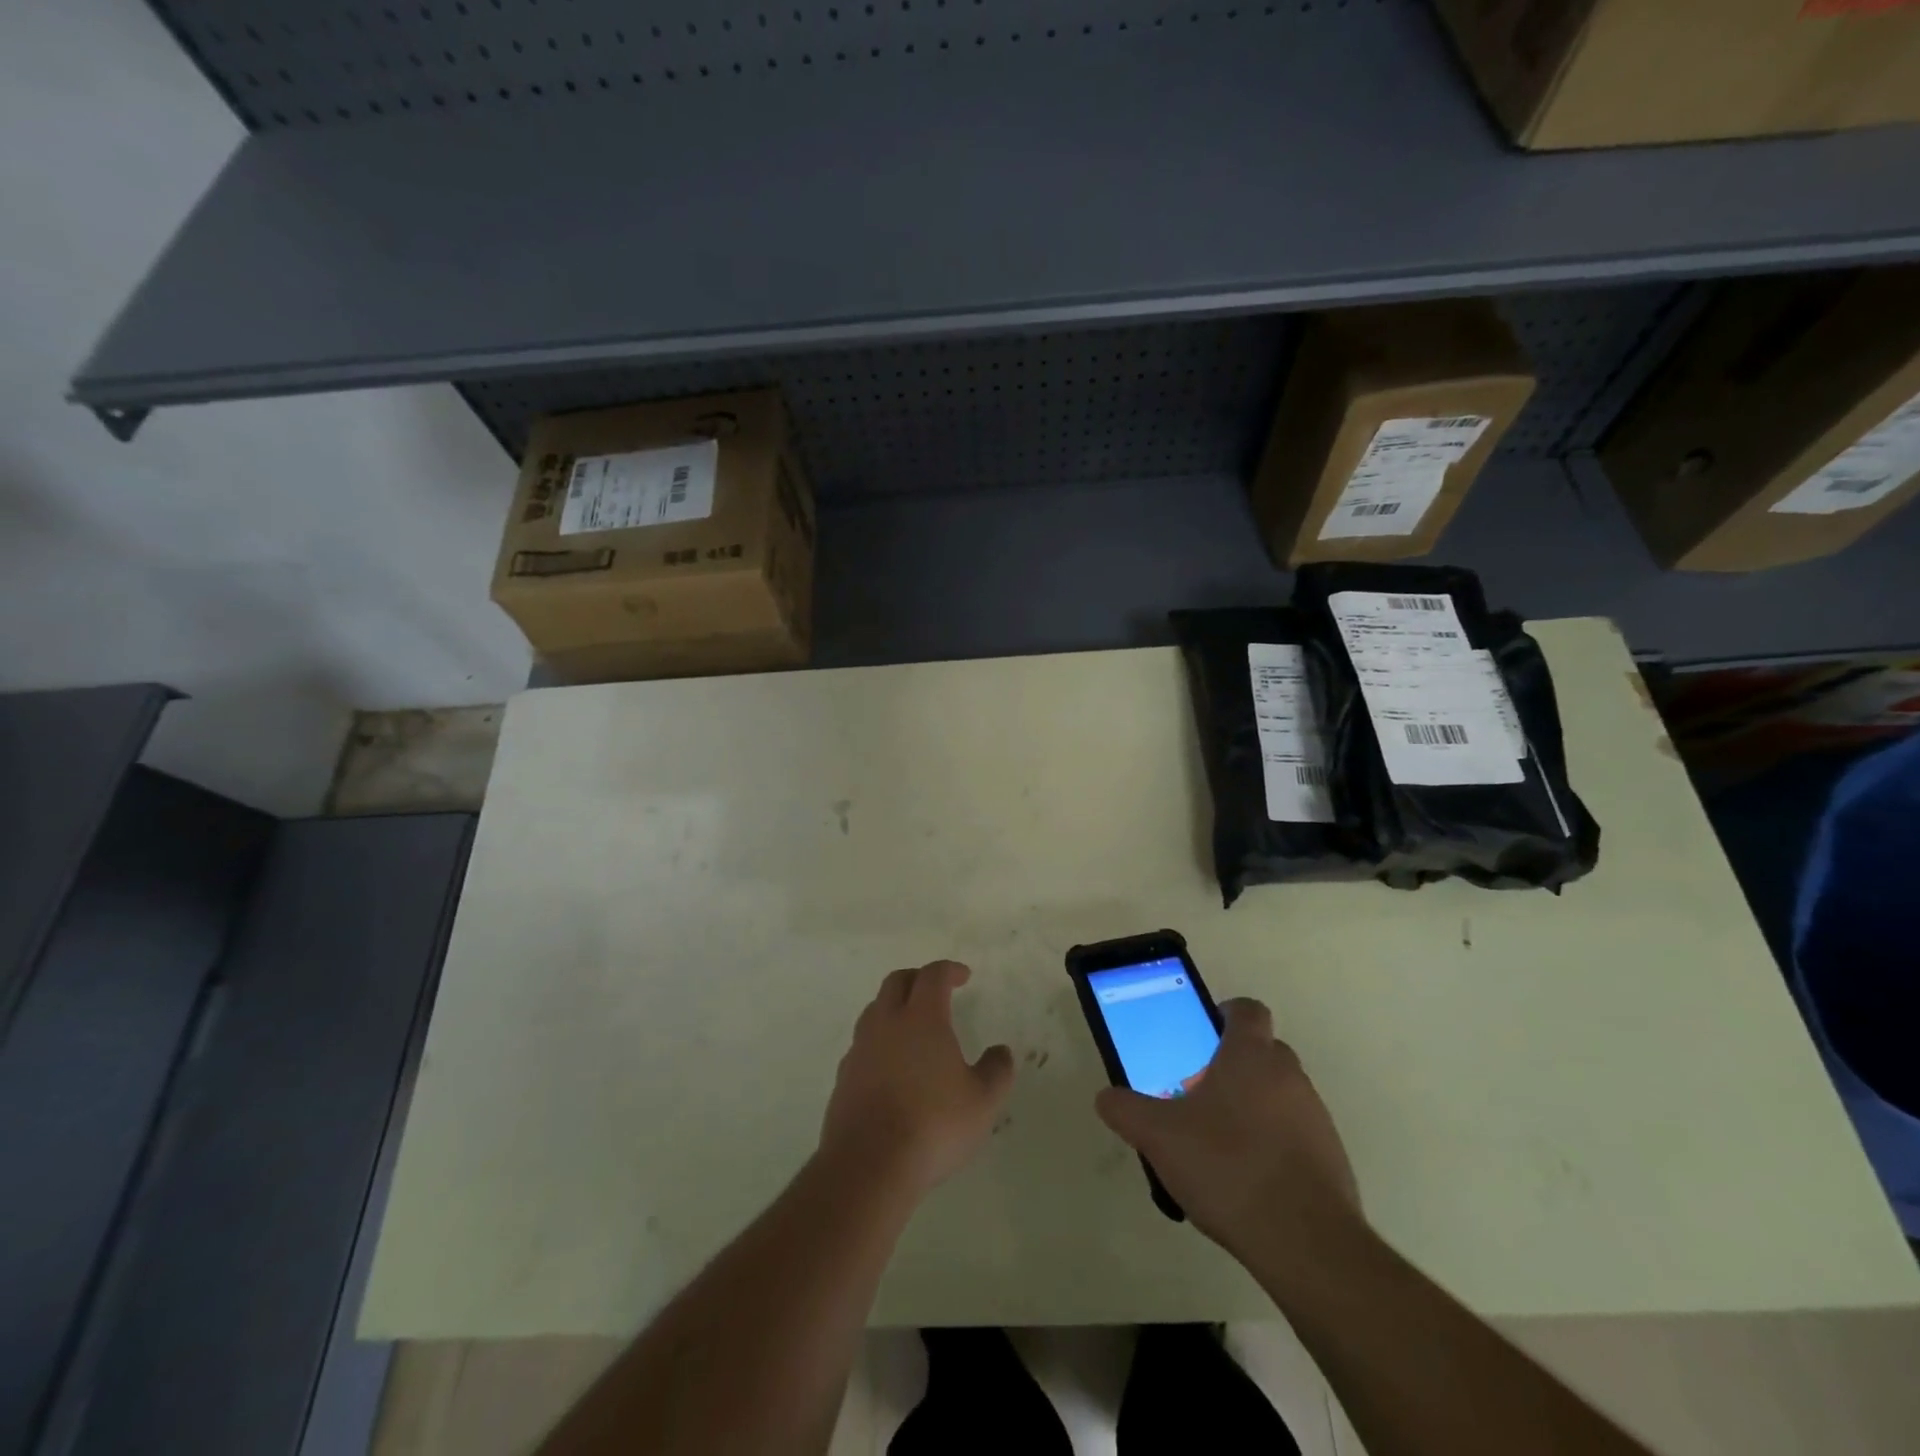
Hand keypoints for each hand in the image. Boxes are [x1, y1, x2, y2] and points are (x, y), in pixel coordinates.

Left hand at [818, 960, 1014, 1200]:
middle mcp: (886, 1023)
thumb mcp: (982, 1102)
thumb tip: (1001, 1051)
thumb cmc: (933, 1125)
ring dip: (894, 1008)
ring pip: (874, 1010)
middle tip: (935, 991)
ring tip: (912, 1027)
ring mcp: (860, 1049)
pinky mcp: (843, 1077)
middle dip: (917, 979)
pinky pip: (862, 1045)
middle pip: (897, 982)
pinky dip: (879, 1042)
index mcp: (922, 1018)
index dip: (949, 970)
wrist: (869, 1165)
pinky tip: (891, 1067)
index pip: (933, 976)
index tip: (963, 976)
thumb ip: (996, 1071)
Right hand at [1095, 999, 1359, 1266]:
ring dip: (1253, 1106)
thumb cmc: (1228, 1166)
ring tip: (1219, 1144)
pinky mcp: (1332, 1159)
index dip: (1225, 1014)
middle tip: (1198, 1093)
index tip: (1202, 1036)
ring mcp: (1316, 1118)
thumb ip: (1127, 1110)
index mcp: (1251, 1055)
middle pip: (1263, 1052)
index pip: (1247, 1010)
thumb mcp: (1159, 1136)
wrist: (1306, 1243)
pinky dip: (1273, 1144)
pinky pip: (1296, 1135)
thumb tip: (1106, 1098)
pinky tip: (1247, 1180)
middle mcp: (1289, 1076)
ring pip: (1280, 1095)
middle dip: (1232, 1066)